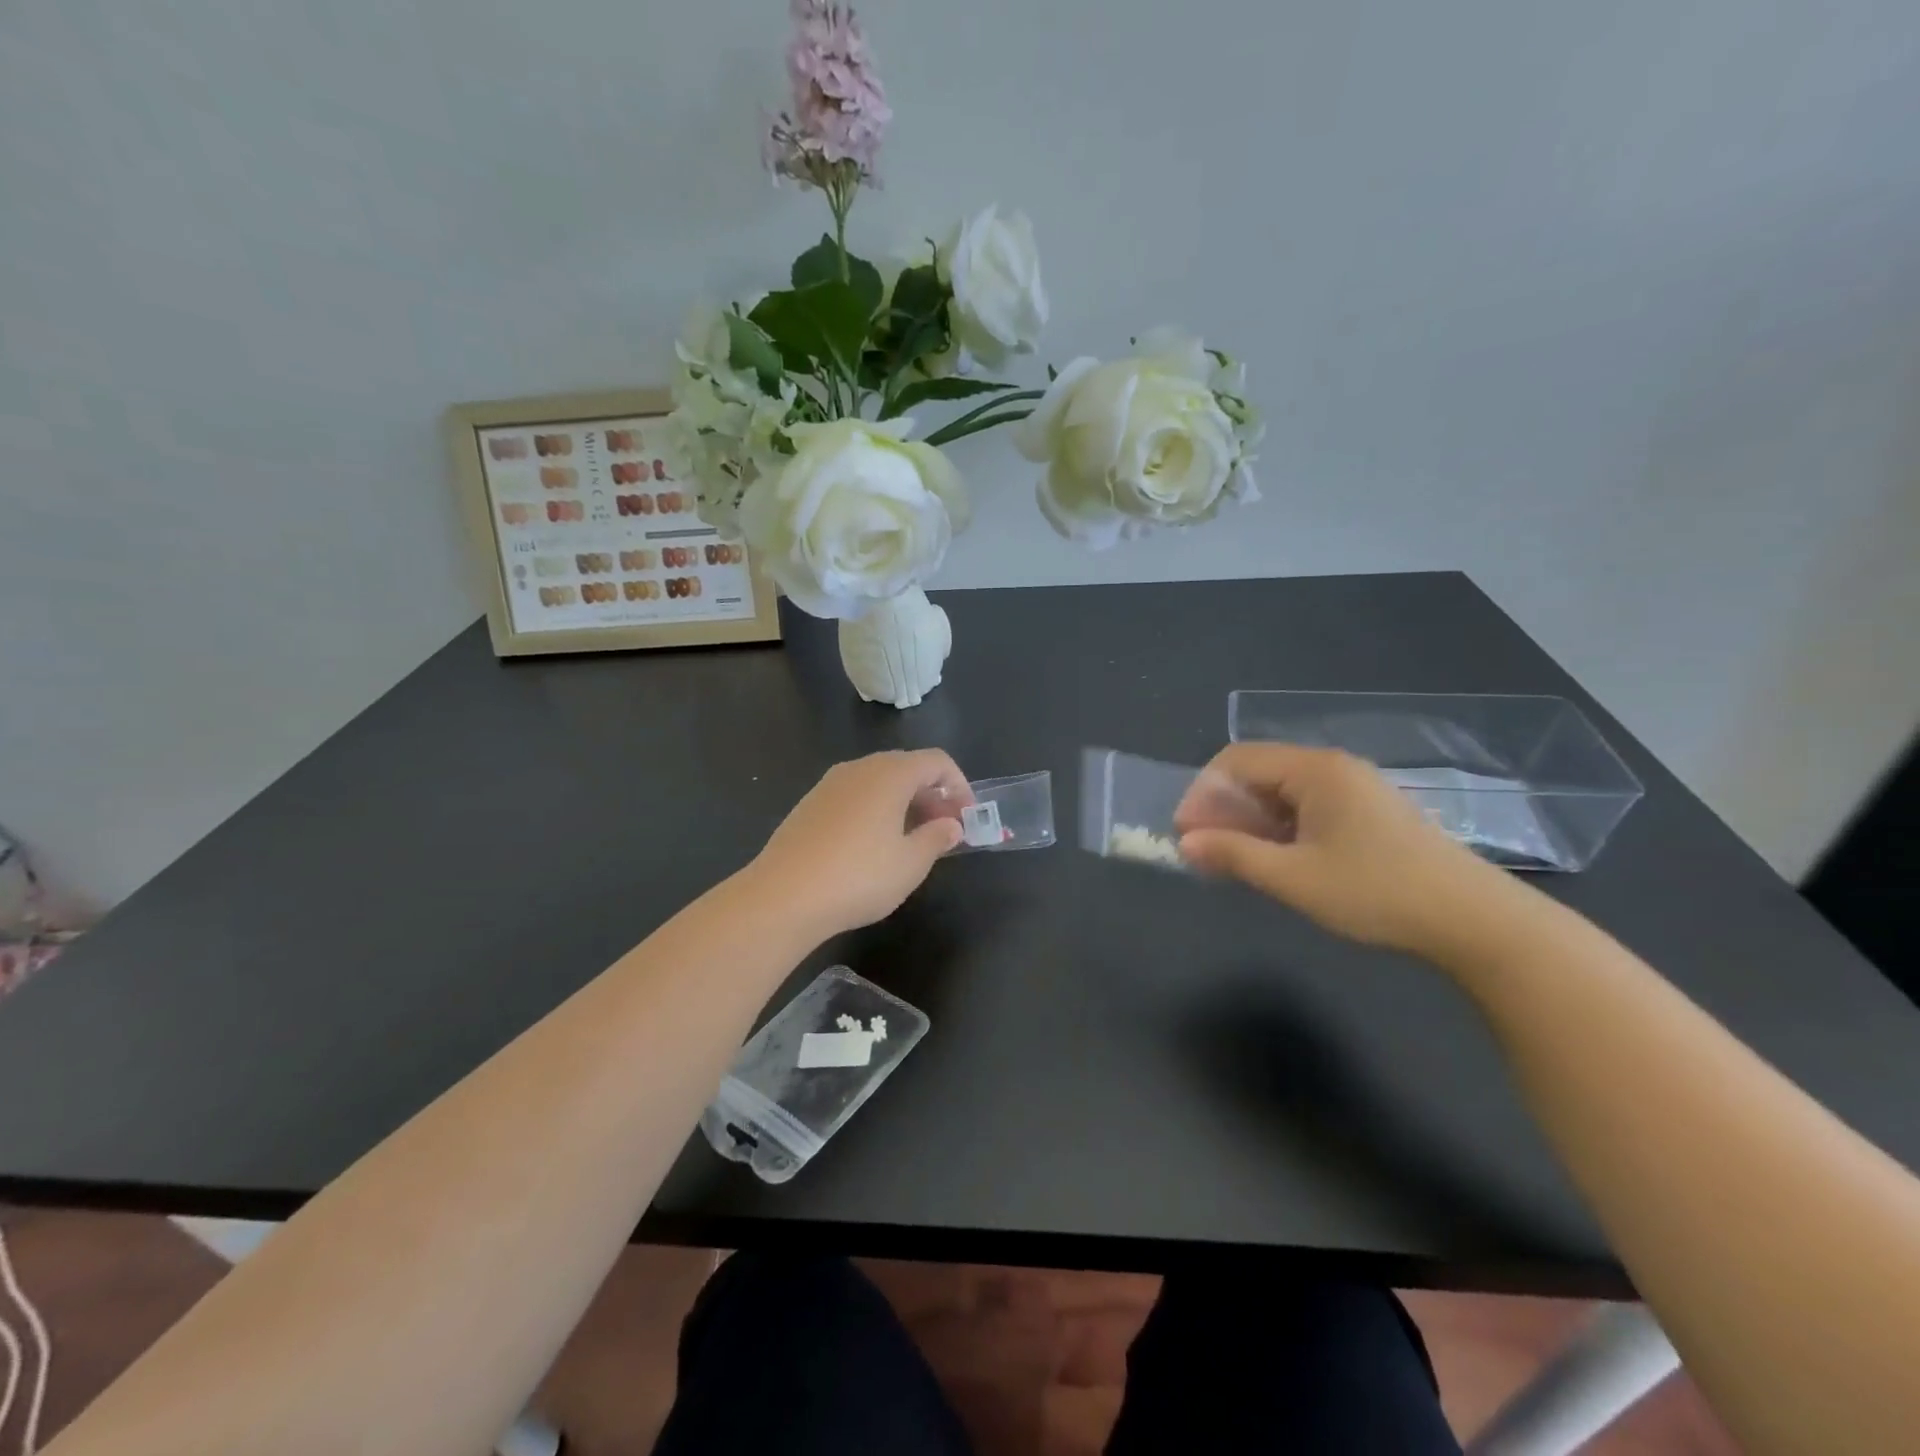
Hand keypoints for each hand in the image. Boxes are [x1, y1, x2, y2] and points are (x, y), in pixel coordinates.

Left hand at [747, 750, 969, 938]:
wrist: (782, 896)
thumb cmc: (859, 876)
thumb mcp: (911, 863)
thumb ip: (937, 838)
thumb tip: (951, 825)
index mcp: (890, 773)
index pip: (937, 761)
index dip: (960, 786)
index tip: (966, 819)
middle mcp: (860, 768)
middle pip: (907, 767)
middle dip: (932, 795)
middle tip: (944, 831)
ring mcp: (829, 784)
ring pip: (879, 782)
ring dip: (904, 803)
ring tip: (911, 841)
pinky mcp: (809, 804)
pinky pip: (855, 796)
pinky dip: (875, 810)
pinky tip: (873, 846)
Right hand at [1175, 744, 1512, 956]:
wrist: (1473, 920)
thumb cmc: (1375, 891)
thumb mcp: (1293, 878)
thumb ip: (1234, 855)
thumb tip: (1186, 844)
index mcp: (1315, 770)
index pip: (1236, 760)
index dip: (1203, 793)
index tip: (1186, 833)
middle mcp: (1333, 768)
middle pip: (1259, 772)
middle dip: (1223, 808)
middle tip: (1205, 850)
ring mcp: (1355, 789)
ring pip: (1282, 792)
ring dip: (1250, 821)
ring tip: (1235, 860)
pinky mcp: (1368, 812)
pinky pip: (1307, 807)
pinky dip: (1280, 828)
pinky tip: (1276, 860)